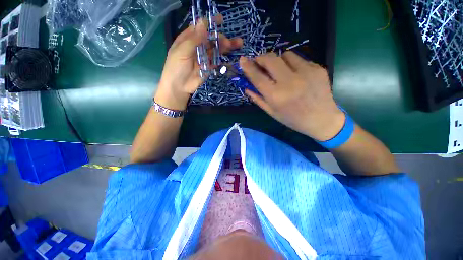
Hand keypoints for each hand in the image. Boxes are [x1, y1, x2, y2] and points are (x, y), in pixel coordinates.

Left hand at [155, 18, 242, 109]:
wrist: (179, 87)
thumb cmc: (176, 67)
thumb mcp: (182, 51)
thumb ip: (193, 39)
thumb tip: (203, 22)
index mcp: (189, 39)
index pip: (201, 27)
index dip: (211, 23)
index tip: (221, 20)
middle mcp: (198, 46)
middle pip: (212, 39)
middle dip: (221, 38)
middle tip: (229, 42)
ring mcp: (204, 58)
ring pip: (216, 50)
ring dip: (226, 47)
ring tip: (237, 45)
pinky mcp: (209, 67)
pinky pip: (217, 62)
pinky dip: (224, 59)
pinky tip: (231, 58)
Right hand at [240, 52, 345, 140]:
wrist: (322, 119)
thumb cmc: (293, 119)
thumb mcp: (272, 112)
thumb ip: (258, 99)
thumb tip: (246, 87)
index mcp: (277, 96)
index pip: (258, 77)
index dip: (248, 67)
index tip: (242, 60)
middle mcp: (290, 82)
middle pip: (271, 59)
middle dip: (261, 57)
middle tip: (259, 61)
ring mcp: (306, 73)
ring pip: (285, 55)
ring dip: (278, 60)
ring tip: (280, 70)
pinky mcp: (317, 68)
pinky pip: (299, 59)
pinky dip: (293, 64)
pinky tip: (296, 75)